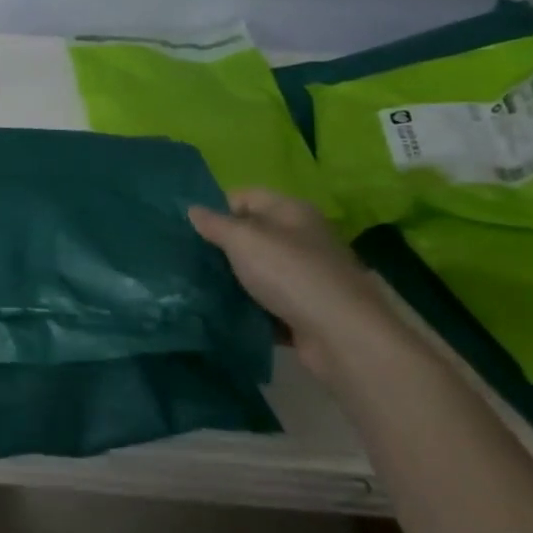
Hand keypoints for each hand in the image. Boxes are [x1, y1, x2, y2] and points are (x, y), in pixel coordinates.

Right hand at [188, 189, 402, 381]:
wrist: (341, 336)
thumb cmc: (290, 274)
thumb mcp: (244, 240)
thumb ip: (215, 224)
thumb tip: (192, 209)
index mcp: (292, 211)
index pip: (246, 197)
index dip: (218, 209)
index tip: (191, 231)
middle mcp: (302, 238)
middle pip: (252, 234)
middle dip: (222, 246)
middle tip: (190, 259)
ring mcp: (305, 276)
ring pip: (257, 270)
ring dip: (233, 279)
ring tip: (199, 286)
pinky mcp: (304, 309)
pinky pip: (267, 301)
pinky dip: (249, 306)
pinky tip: (224, 312)